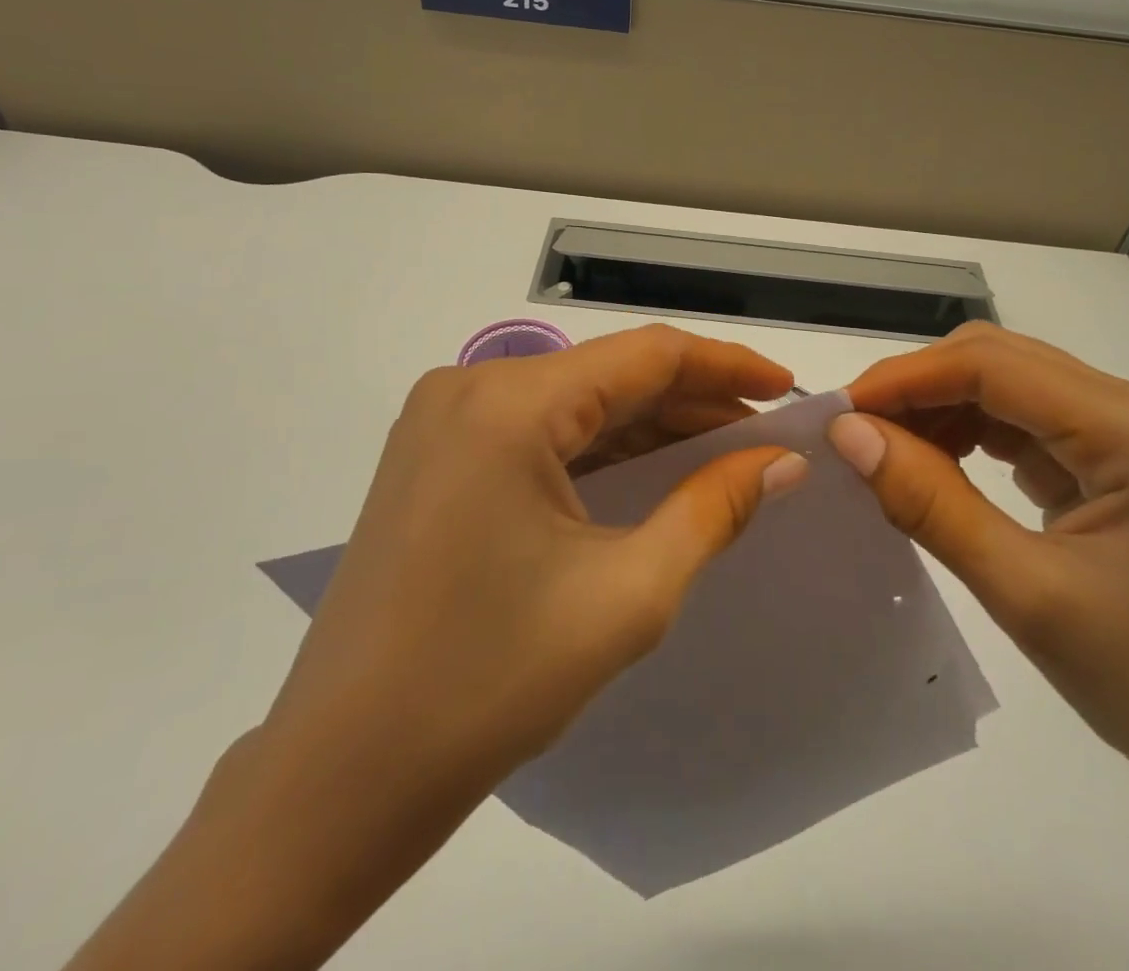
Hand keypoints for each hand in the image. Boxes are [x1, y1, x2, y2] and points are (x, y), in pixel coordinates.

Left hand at [267, 323, 805, 798]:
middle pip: (608, 375)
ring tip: (723, 452)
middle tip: (765, 432)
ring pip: (573, 402)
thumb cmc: (491, 682)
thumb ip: (713, 508)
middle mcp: (470, 387)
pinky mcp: (434, 453)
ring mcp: (443, 419)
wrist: (342, 773)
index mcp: (510, 403)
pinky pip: (536, 431)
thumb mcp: (628, 593)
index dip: (724, 365)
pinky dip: (598, 449)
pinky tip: (649, 472)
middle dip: (691, 402)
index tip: (786, 389)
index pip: (645, 356)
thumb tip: (781, 461)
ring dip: (647, 426)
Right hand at [829, 323, 1128, 811]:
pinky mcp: (1109, 458)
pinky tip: (932, 464)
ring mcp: (1125, 431)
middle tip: (854, 433)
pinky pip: (1019, 421)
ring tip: (885, 452)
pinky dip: (966, 433)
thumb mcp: (1025, 593)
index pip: (992, 364)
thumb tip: (848, 432)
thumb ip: (930, 502)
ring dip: (938, 408)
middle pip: (998, 360)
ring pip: (1004, 384)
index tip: (838, 412)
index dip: (906, 378)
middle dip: (918, 388)